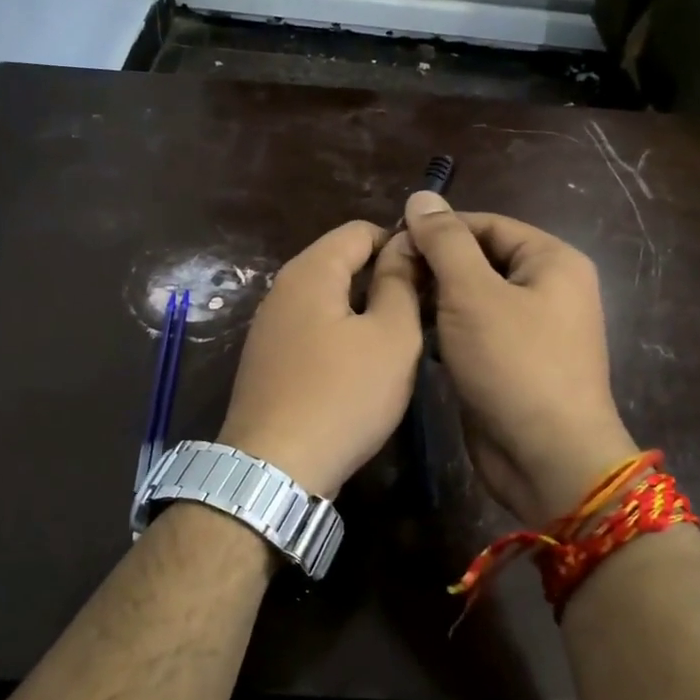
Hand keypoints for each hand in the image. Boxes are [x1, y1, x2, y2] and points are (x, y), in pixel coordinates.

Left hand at [217, 220, 422, 499]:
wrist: (275, 468)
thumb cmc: (343, 395)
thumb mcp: (391, 337)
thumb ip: (400, 284)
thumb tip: (404, 245)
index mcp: (310, 272)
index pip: (358, 230)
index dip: (399, 242)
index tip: (432, 271)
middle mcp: (281, 290)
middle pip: (339, 263)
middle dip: (382, 277)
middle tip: (424, 308)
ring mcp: (268, 328)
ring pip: (326, 300)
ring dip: (363, 310)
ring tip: (399, 338)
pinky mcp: (266, 362)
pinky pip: (311, 331)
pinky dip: (340, 336)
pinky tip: (361, 367)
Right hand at [389, 192, 635, 525]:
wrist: (548, 458)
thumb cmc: (515, 365)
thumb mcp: (473, 294)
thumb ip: (445, 243)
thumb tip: (421, 197)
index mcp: (552, 261)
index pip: (487, 224)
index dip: (438, 229)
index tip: (391, 242)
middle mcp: (547, 289)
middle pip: (480, 260)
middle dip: (434, 266)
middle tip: (387, 277)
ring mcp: (531, 330)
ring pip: (474, 299)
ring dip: (436, 300)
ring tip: (393, 304)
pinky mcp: (512, 364)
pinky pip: (475, 333)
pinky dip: (446, 331)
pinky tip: (413, 336)